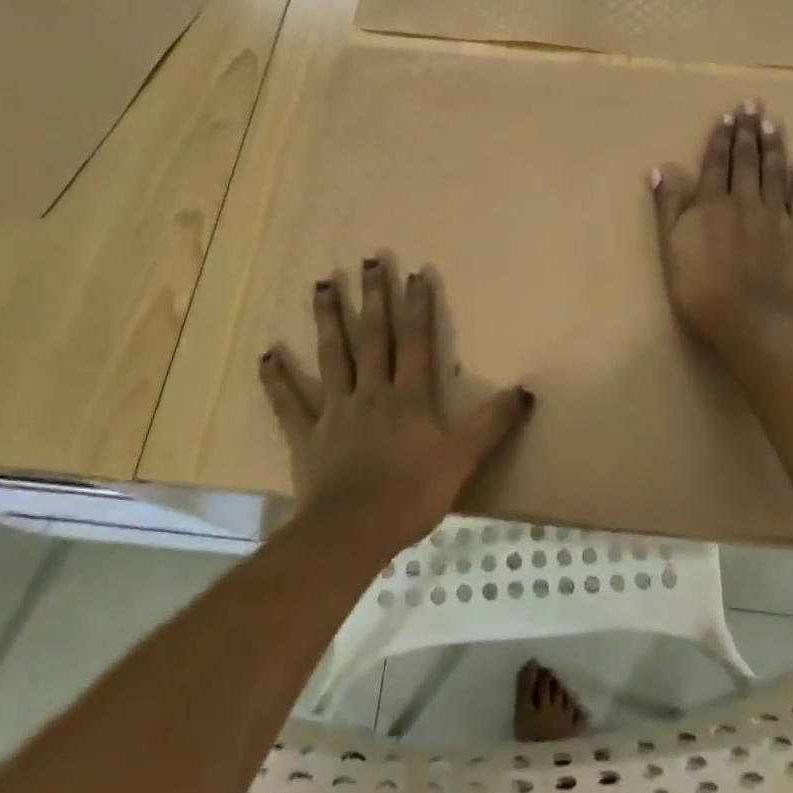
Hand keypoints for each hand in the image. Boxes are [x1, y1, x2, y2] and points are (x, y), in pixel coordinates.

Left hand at [259, 255, 534, 552]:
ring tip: (321, 284)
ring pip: (332, 356)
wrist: (353, 531)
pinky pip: (289, 404)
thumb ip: (493, 423)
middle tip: (368, 261)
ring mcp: (335, 411)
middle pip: (372, 337)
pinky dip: (277, 379)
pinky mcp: (307, 436)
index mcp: (408, 396)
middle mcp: (371, 392)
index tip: (416, 273)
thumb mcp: (463, 458)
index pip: (415, 341)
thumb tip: (526, 390)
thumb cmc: (412, 493)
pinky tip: (266, 354)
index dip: (417, 306)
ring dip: (327, 319)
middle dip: (373, 297)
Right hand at [651, 101, 792, 351]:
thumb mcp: (671, 249)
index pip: (715, 163)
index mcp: (710, 204)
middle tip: (753, 105)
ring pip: (774, 172)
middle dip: (748, 131)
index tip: (728, 115)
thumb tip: (661, 170)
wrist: (755, 320)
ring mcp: (776, 215)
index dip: (720, 138)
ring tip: (774, 123)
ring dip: (774, 146)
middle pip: (746, 160)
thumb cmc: (702, 289)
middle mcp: (744, 201)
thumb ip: (667, 209)